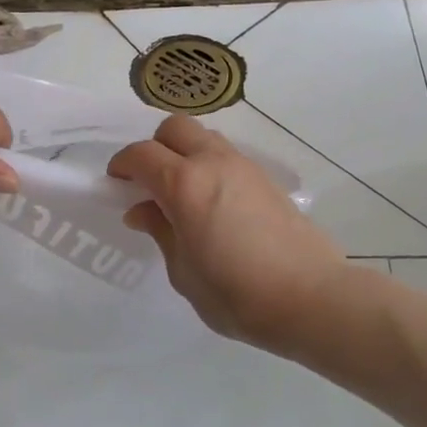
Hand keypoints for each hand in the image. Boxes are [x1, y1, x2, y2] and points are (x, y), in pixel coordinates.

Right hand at [109, 116, 347, 352]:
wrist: (310, 298)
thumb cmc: (236, 294)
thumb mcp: (183, 272)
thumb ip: (160, 232)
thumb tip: (142, 210)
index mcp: (185, 185)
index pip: (141, 155)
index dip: (122, 165)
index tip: (116, 185)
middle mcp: (214, 163)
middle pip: (175, 128)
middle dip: (154, 147)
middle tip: (150, 183)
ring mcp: (245, 167)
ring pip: (205, 137)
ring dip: (185, 153)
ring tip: (182, 193)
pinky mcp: (267, 179)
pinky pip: (227, 156)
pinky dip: (210, 166)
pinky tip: (213, 204)